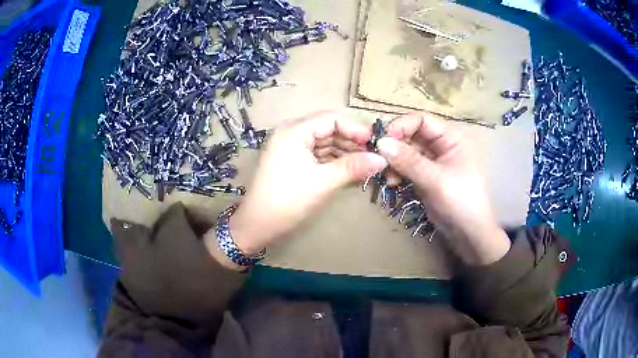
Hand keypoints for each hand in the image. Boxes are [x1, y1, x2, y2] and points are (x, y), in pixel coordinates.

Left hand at [227, 112, 386, 254]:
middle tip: (373, 156)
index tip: (375, 144)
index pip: (331, 119)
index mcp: (294, 130)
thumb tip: (382, 159)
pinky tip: (349, 170)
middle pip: (327, 129)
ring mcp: (289, 146)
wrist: (257, 225)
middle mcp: (291, 132)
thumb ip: (353, 167)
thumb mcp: (324, 182)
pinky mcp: (291, 160)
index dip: (355, 129)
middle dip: (351, 141)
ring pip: (323, 142)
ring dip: (344, 152)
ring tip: (365, 165)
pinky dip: (332, 161)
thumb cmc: (288, 200)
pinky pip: (316, 154)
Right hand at [376, 113, 510, 264]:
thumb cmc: (461, 202)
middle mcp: (441, 145)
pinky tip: (392, 183)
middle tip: (378, 159)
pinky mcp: (425, 176)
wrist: (469, 234)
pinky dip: (397, 172)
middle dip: (394, 145)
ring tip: (387, 176)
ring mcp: (432, 162)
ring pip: (406, 151)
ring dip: (393, 161)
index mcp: (451, 138)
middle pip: (411, 135)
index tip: (382, 140)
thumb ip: (409, 161)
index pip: (421, 120)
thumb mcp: (436, 180)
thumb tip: (380, 143)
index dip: (401, 126)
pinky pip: (406, 167)